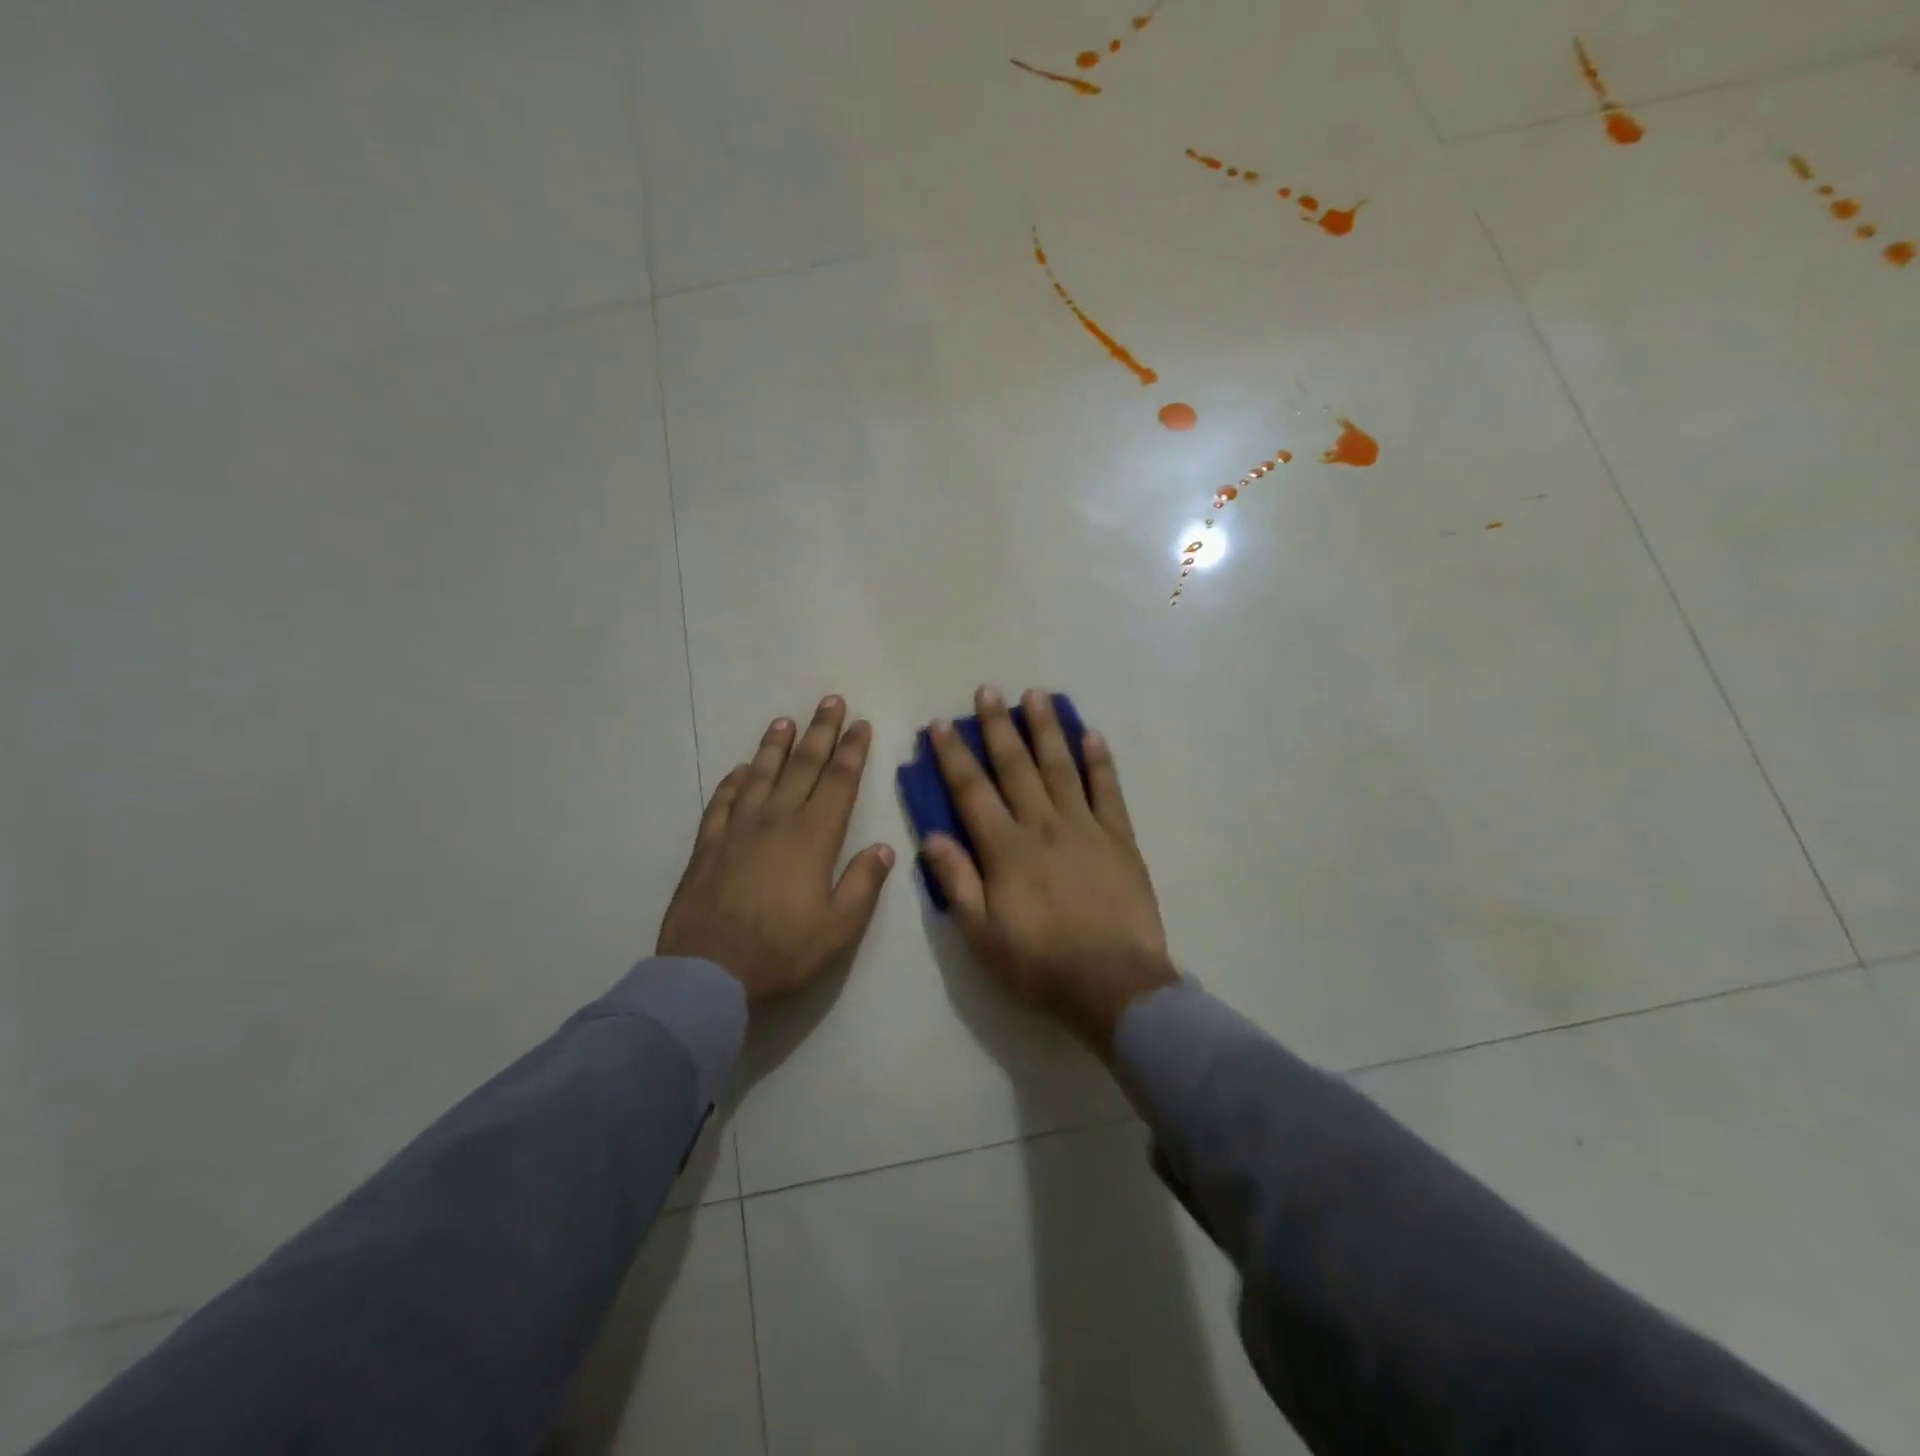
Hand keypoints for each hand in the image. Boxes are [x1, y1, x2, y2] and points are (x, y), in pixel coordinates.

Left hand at [658, 697, 894, 1004]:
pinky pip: (721, 801)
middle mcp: (776, 821)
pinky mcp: (708, 845)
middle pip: (802, 766)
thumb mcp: (839, 928)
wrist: (709, 973)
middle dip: (820, 731)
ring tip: (785, 721)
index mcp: (813, 838)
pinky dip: (732, 782)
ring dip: (775, 746)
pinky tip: (739, 770)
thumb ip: (863, 884)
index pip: (838, 782)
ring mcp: (737, 830)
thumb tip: (883, 847)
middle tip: (830, 701)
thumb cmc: (782, 951)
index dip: (851, 750)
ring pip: (760, 775)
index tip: (860, 723)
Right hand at [922, 687, 1177, 1053]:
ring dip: (1046, 729)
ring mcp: (1085, 827)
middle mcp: (1043, 825)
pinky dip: (1100, 761)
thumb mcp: (982, 935)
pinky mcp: (1119, 838)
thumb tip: (931, 836)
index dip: (953, 756)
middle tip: (987, 691)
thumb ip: (957, 882)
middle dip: (998, 727)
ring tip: (1036, 694)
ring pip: (1061, 766)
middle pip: (1016, 766)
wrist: (1113, 984)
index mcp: (1005, 849)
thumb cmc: (1040, 964)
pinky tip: (1091, 735)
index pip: (972, 791)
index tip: (939, 724)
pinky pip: (1108, 790)